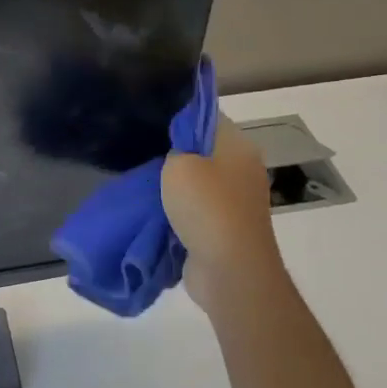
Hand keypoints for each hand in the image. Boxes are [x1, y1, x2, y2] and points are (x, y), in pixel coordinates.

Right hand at [162, 116, 287, 309]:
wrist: (230, 269)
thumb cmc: (206, 206)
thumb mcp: (178, 164)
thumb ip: (174, 149)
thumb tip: (177, 153)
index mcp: (238, 146)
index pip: (207, 118)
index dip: (180, 119)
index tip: (152, 126)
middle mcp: (243, 169)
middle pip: (203, 152)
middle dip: (174, 156)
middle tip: (143, 157)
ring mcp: (237, 201)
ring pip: (199, 183)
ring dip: (175, 188)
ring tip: (145, 186)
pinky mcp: (228, 228)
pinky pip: (198, 211)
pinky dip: (180, 213)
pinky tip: (157, 214)